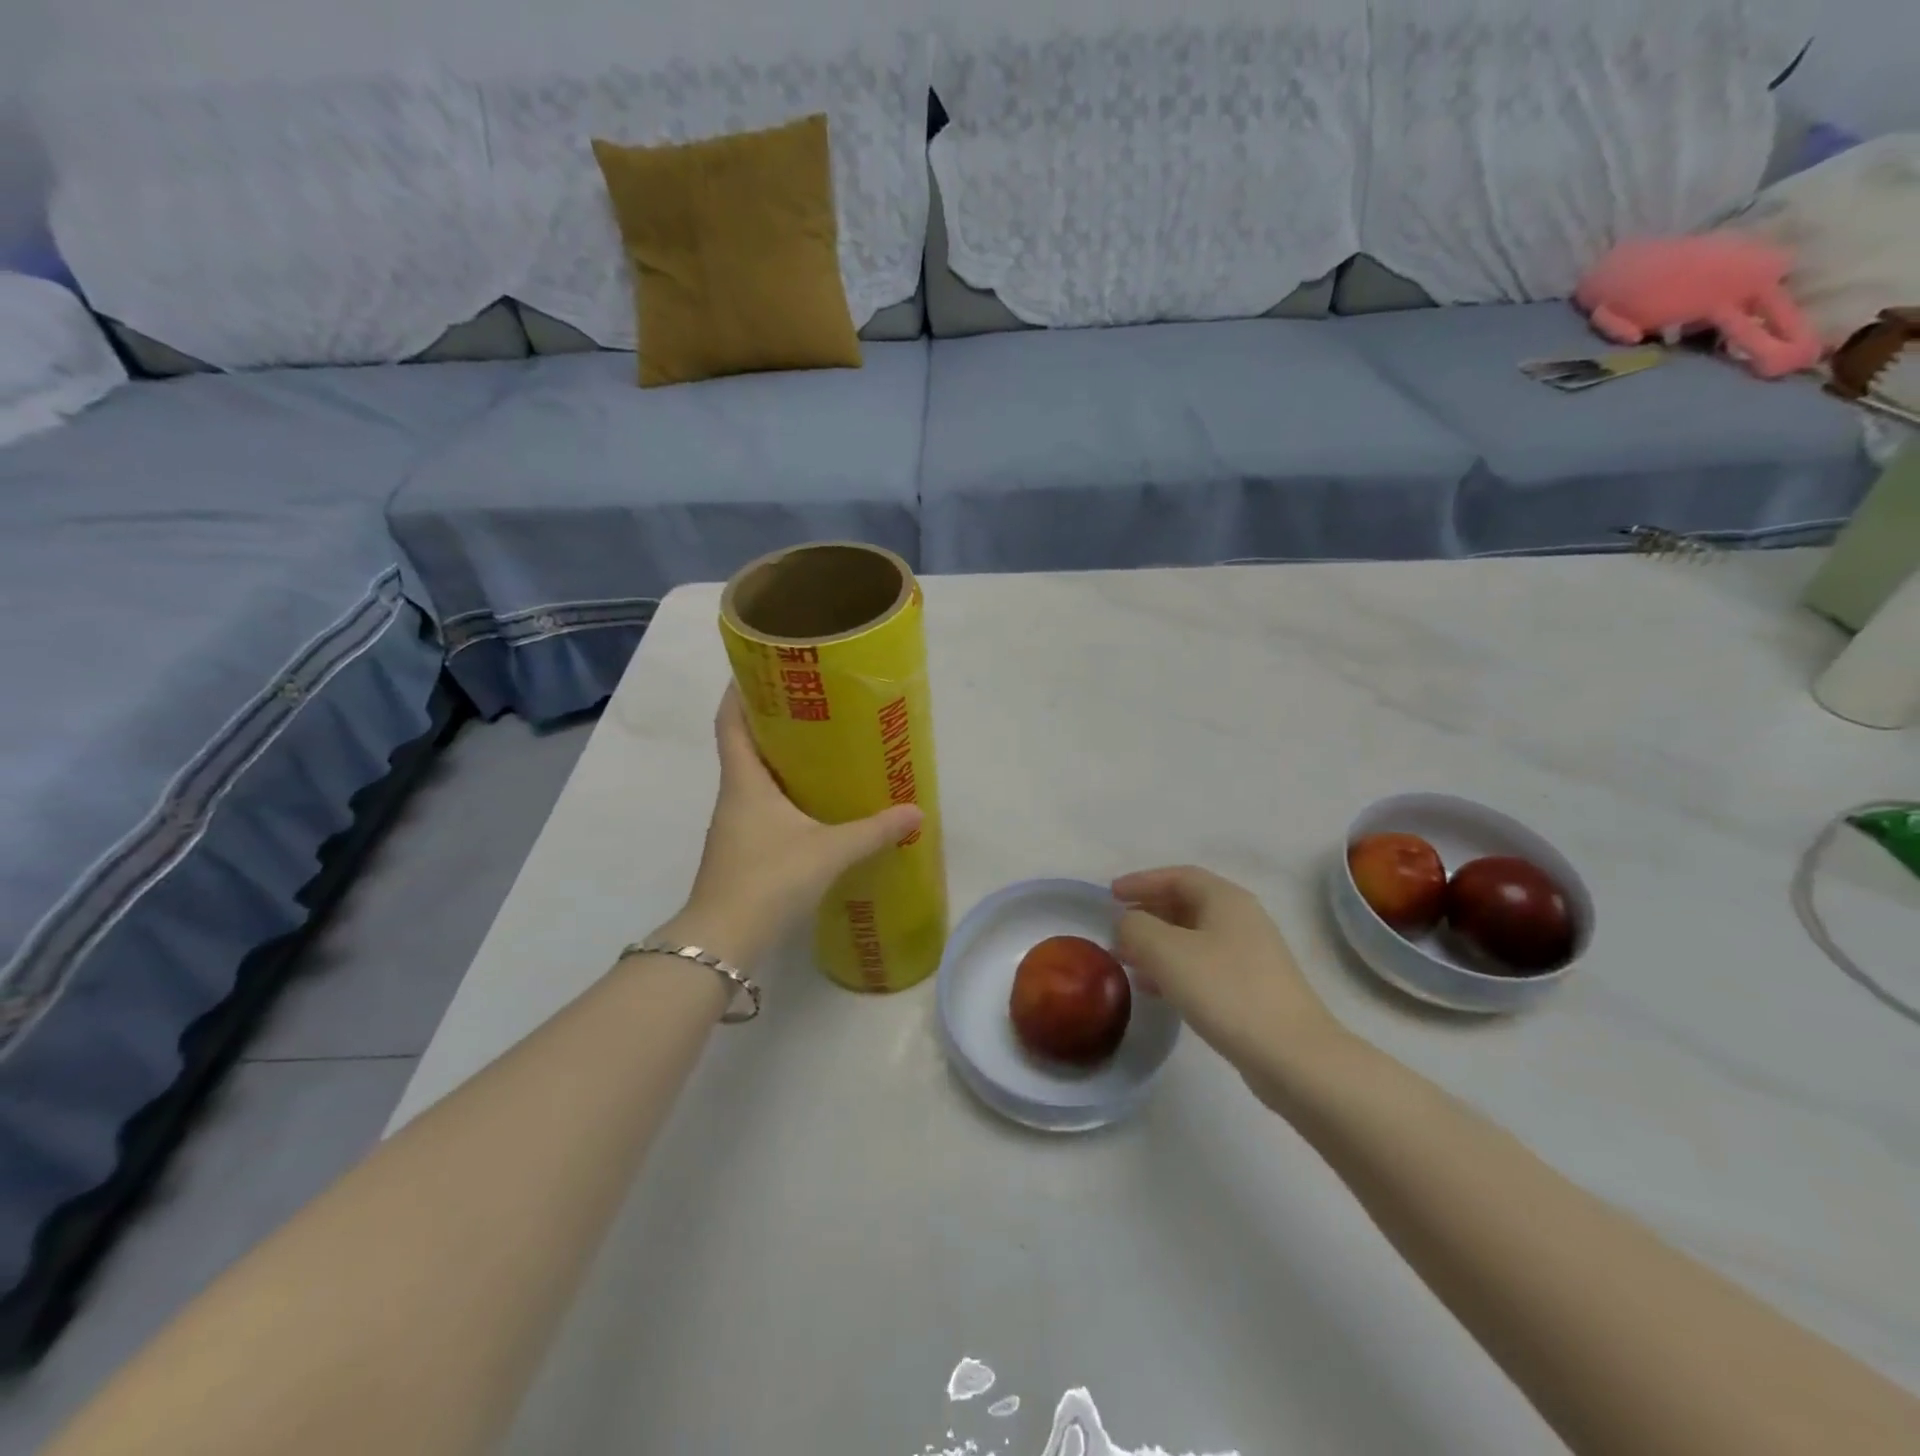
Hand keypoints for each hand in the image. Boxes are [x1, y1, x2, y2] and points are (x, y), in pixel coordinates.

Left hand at [664, 687, 922, 968]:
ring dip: (779, 761)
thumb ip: (873, 831)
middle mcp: (734, 797)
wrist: (723, 941)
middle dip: (771, 723)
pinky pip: (762, 808)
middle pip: (744, 746)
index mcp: (745, 782)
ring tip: (820, 751)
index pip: (730, 722)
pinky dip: (783, 796)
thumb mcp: (829, 851)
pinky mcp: (741, 852)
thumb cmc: (769, 879)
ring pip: (754, 779)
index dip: (739, 692)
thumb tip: (916, 812)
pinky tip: (813, 807)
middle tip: (813, 707)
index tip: (759, 669)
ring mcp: (734, 827)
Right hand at [1112, 866, 1346, 1102]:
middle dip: (1148, 914)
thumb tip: (1127, 925)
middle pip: (1186, 904)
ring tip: (1127, 961)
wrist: (1293, 1056)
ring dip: (1157, 944)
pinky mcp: (1252, 988)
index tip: (1110, 894)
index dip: (1141, 881)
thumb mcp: (1167, 952)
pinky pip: (1204, 965)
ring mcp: (1251, 955)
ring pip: (1193, 938)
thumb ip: (1136, 928)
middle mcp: (1242, 919)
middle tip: (1117, 929)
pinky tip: (1155, 989)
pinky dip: (1174, 969)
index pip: (1177, 876)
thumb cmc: (1226, 990)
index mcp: (1226, 899)